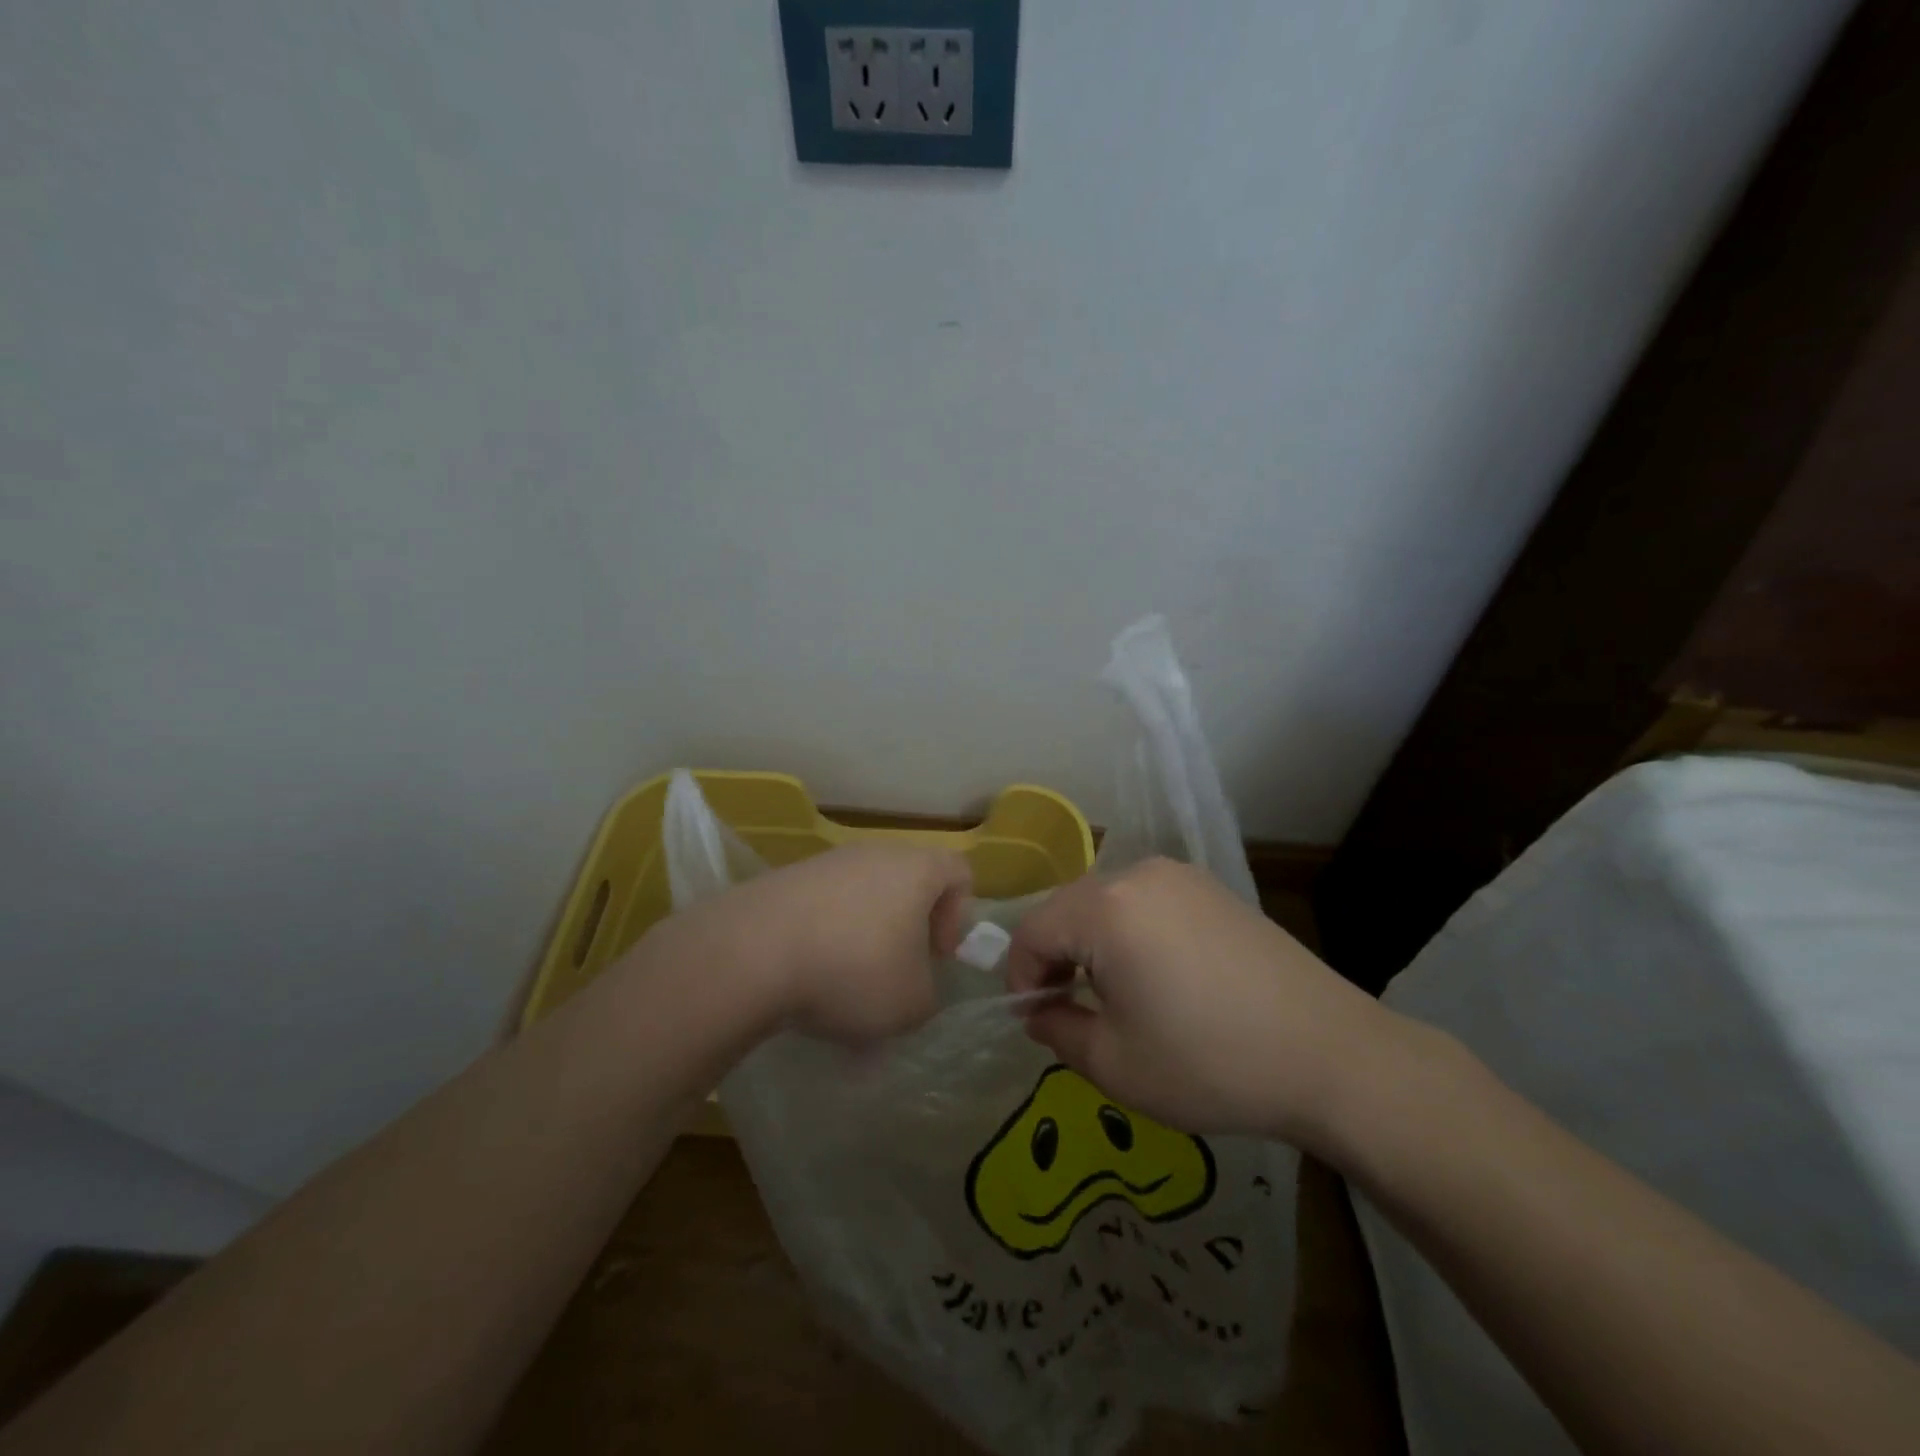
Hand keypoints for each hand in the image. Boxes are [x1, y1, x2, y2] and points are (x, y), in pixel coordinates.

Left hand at [687, 843, 973, 1042]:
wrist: (752, 952)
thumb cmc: (854, 970)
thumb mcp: (912, 1004)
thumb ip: (928, 995)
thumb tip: (913, 989)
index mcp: (916, 869)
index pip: (959, 872)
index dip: (959, 916)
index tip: (936, 956)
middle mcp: (874, 853)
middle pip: (907, 882)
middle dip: (908, 928)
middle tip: (895, 972)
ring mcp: (825, 862)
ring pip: (862, 895)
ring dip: (863, 936)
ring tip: (844, 984)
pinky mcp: (784, 879)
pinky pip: (822, 906)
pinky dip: (824, 936)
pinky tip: (807, 975)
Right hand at [1004, 857, 1406, 1147]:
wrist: (1330, 1055)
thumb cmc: (1210, 1063)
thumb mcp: (1116, 1064)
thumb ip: (1057, 1031)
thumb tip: (1039, 1011)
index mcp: (1105, 909)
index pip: (1032, 931)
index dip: (1021, 977)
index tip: (1037, 1019)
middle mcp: (1138, 875)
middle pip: (1067, 909)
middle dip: (1056, 957)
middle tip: (1069, 1010)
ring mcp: (1180, 876)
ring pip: (1106, 903)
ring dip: (1093, 943)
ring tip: (1114, 995)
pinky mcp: (1212, 889)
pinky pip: (1147, 902)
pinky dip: (1131, 932)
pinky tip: (1160, 976)